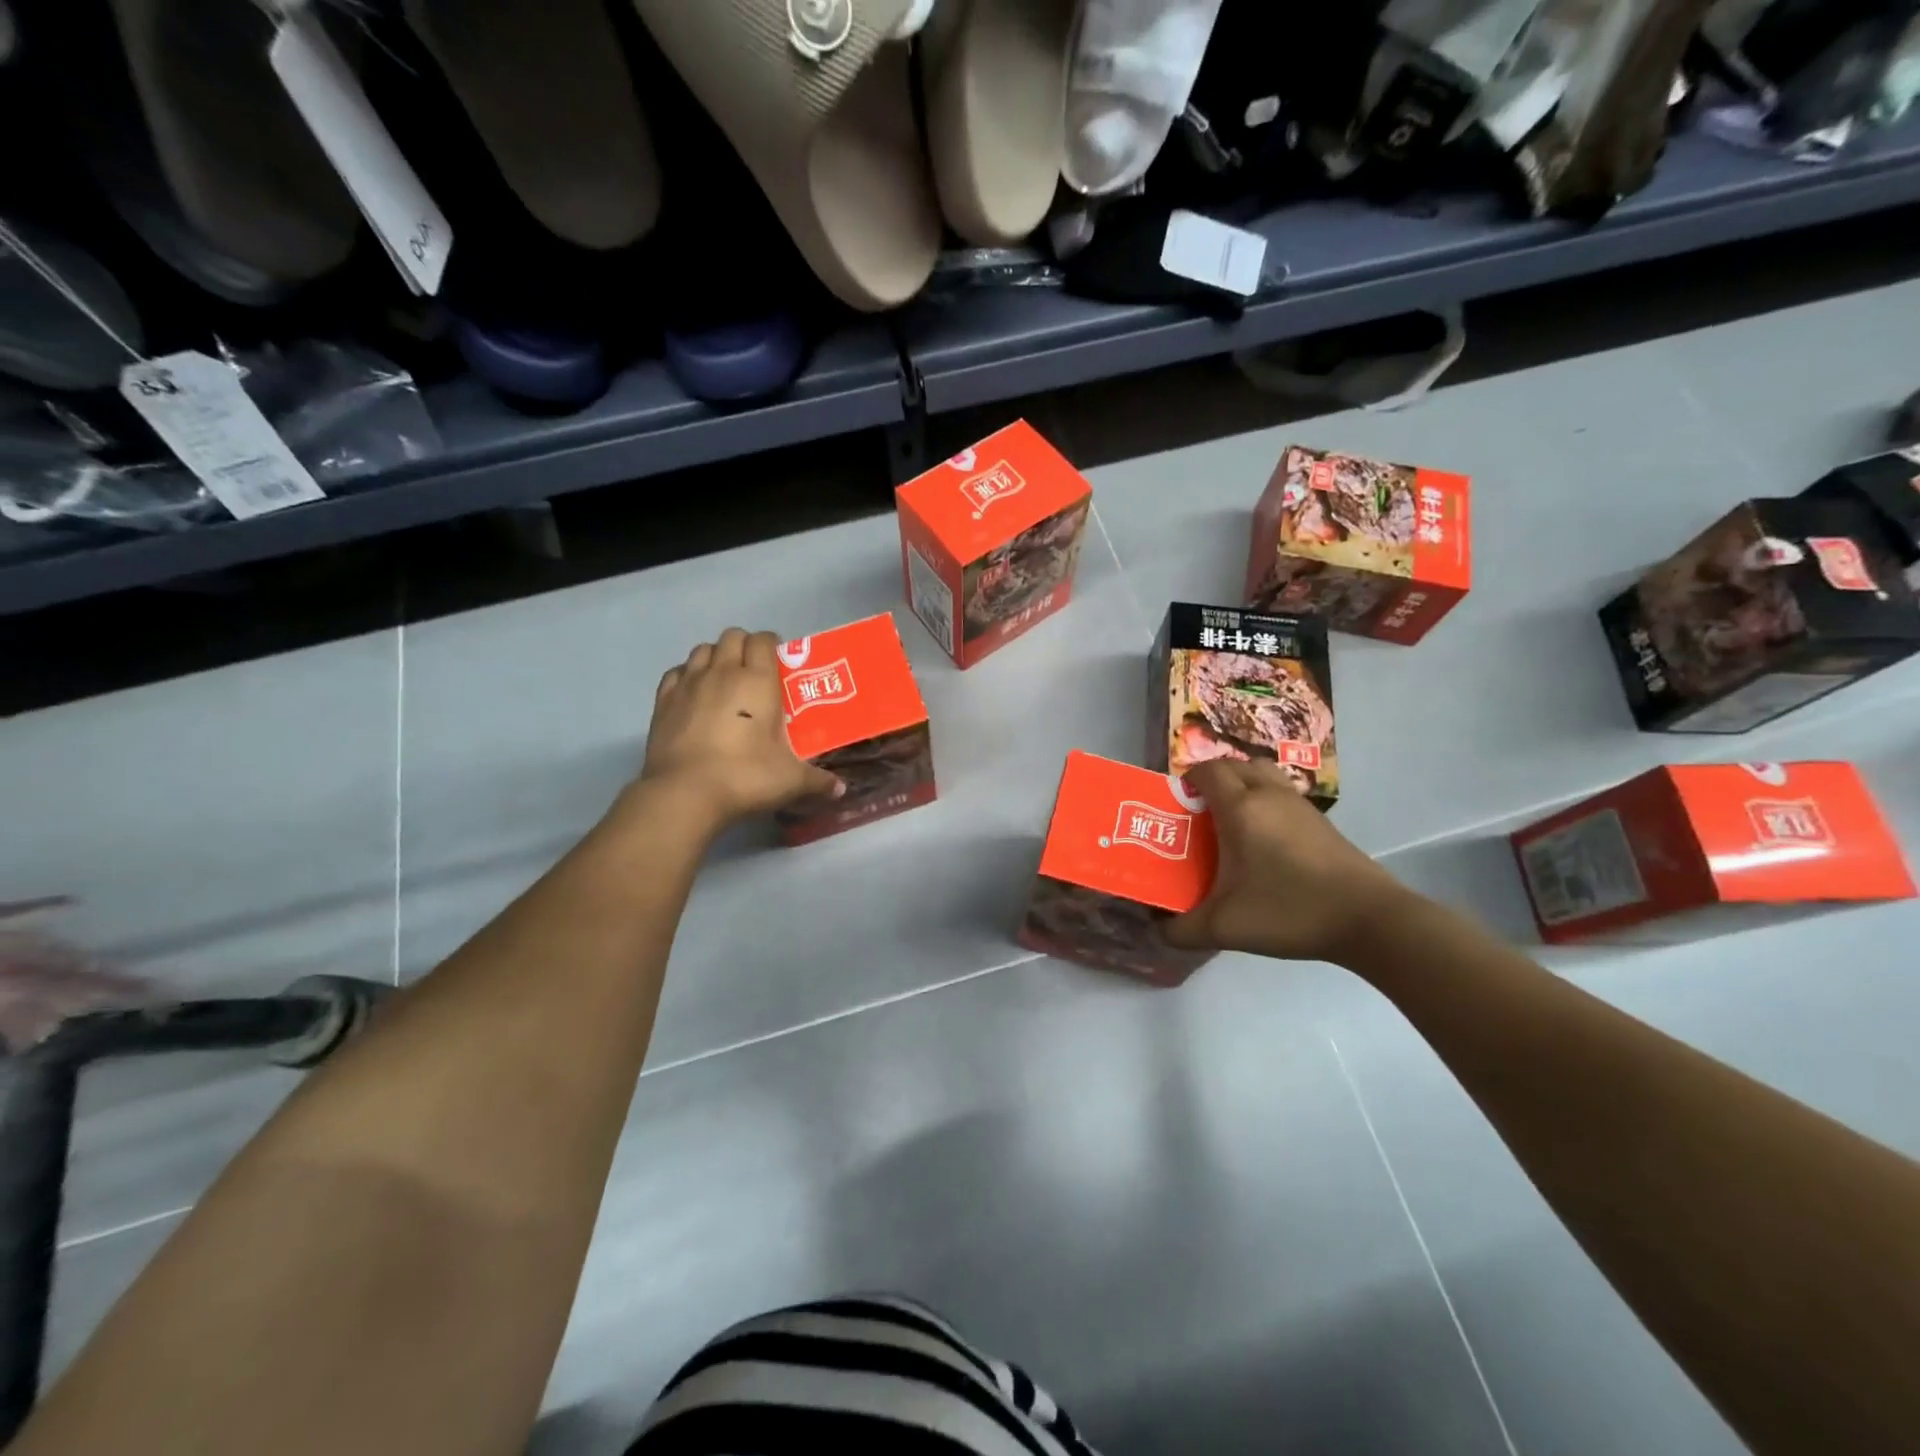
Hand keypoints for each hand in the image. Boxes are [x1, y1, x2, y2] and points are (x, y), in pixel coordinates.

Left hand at [640, 629, 840, 826]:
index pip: (763, 640)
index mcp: (758, 681)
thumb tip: (840, 789)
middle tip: (754, 671)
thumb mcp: (791, 781)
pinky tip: (694, 694)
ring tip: (724, 680)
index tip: (779, 661)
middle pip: (732, 637)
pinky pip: (677, 672)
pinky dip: (687, 675)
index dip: (772, 644)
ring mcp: (688, 684)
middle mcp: (723, 672)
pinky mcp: (662, 701)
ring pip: (702, 650)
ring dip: (715, 657)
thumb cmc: (745, 776)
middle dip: (744, 646)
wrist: (684, 793)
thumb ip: (818, 781)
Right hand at [1164, 759, 1411, 964]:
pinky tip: (1263, 841)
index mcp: (1240, 808)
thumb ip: (1181, 929)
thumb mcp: (1225, 927)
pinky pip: (1282, 793)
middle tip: (1199, 811)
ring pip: (1263, 775)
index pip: (1207, 770)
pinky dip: (1265, 802)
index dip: (1187, 780)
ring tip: (1230, 820)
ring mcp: (1299, 805)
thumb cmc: (1289, 910)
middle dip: (1212, 780)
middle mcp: (1269, 795)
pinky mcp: (1321, 821)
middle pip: (1235, 765)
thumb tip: (1158, 928)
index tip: (1177, 804)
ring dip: (1242, 786)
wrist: (1368, 919)